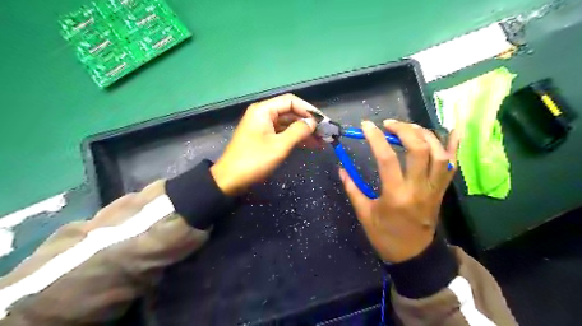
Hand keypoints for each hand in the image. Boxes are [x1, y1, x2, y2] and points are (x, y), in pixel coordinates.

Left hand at [210, 94, 317, 195]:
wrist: (230, 180)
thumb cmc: (254, 160)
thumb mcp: (279, 146)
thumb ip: (298, 131)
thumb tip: (313, 123)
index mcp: (264, 110)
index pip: (291, 101)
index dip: (309, 110)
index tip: (323, 121)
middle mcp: (264, 114)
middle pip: (290, 112)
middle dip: (308, 122)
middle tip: (325, 133)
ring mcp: (263, 126)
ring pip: (288, 124)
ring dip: (304, 131)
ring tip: (321, 141)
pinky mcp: (264, 138)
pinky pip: (283, 133)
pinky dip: (296, 138)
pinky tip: (310, 145)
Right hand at [342, 120, 459, 261]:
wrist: (413, 254)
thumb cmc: (385, 235)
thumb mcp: (364, 214)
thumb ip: (352, 189)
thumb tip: (341, 168)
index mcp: (396, 195)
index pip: (387, 158)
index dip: (376, 138)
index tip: (366, 126)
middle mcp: (419, 188)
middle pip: (418, 149)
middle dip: (403, 130)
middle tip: (388, 124)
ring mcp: (434, 188)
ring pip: (438, 153)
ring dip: (424, 133)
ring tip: (408, 127)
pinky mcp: (442, 190)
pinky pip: (452, 165)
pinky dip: (454, 146)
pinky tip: (453, 129)